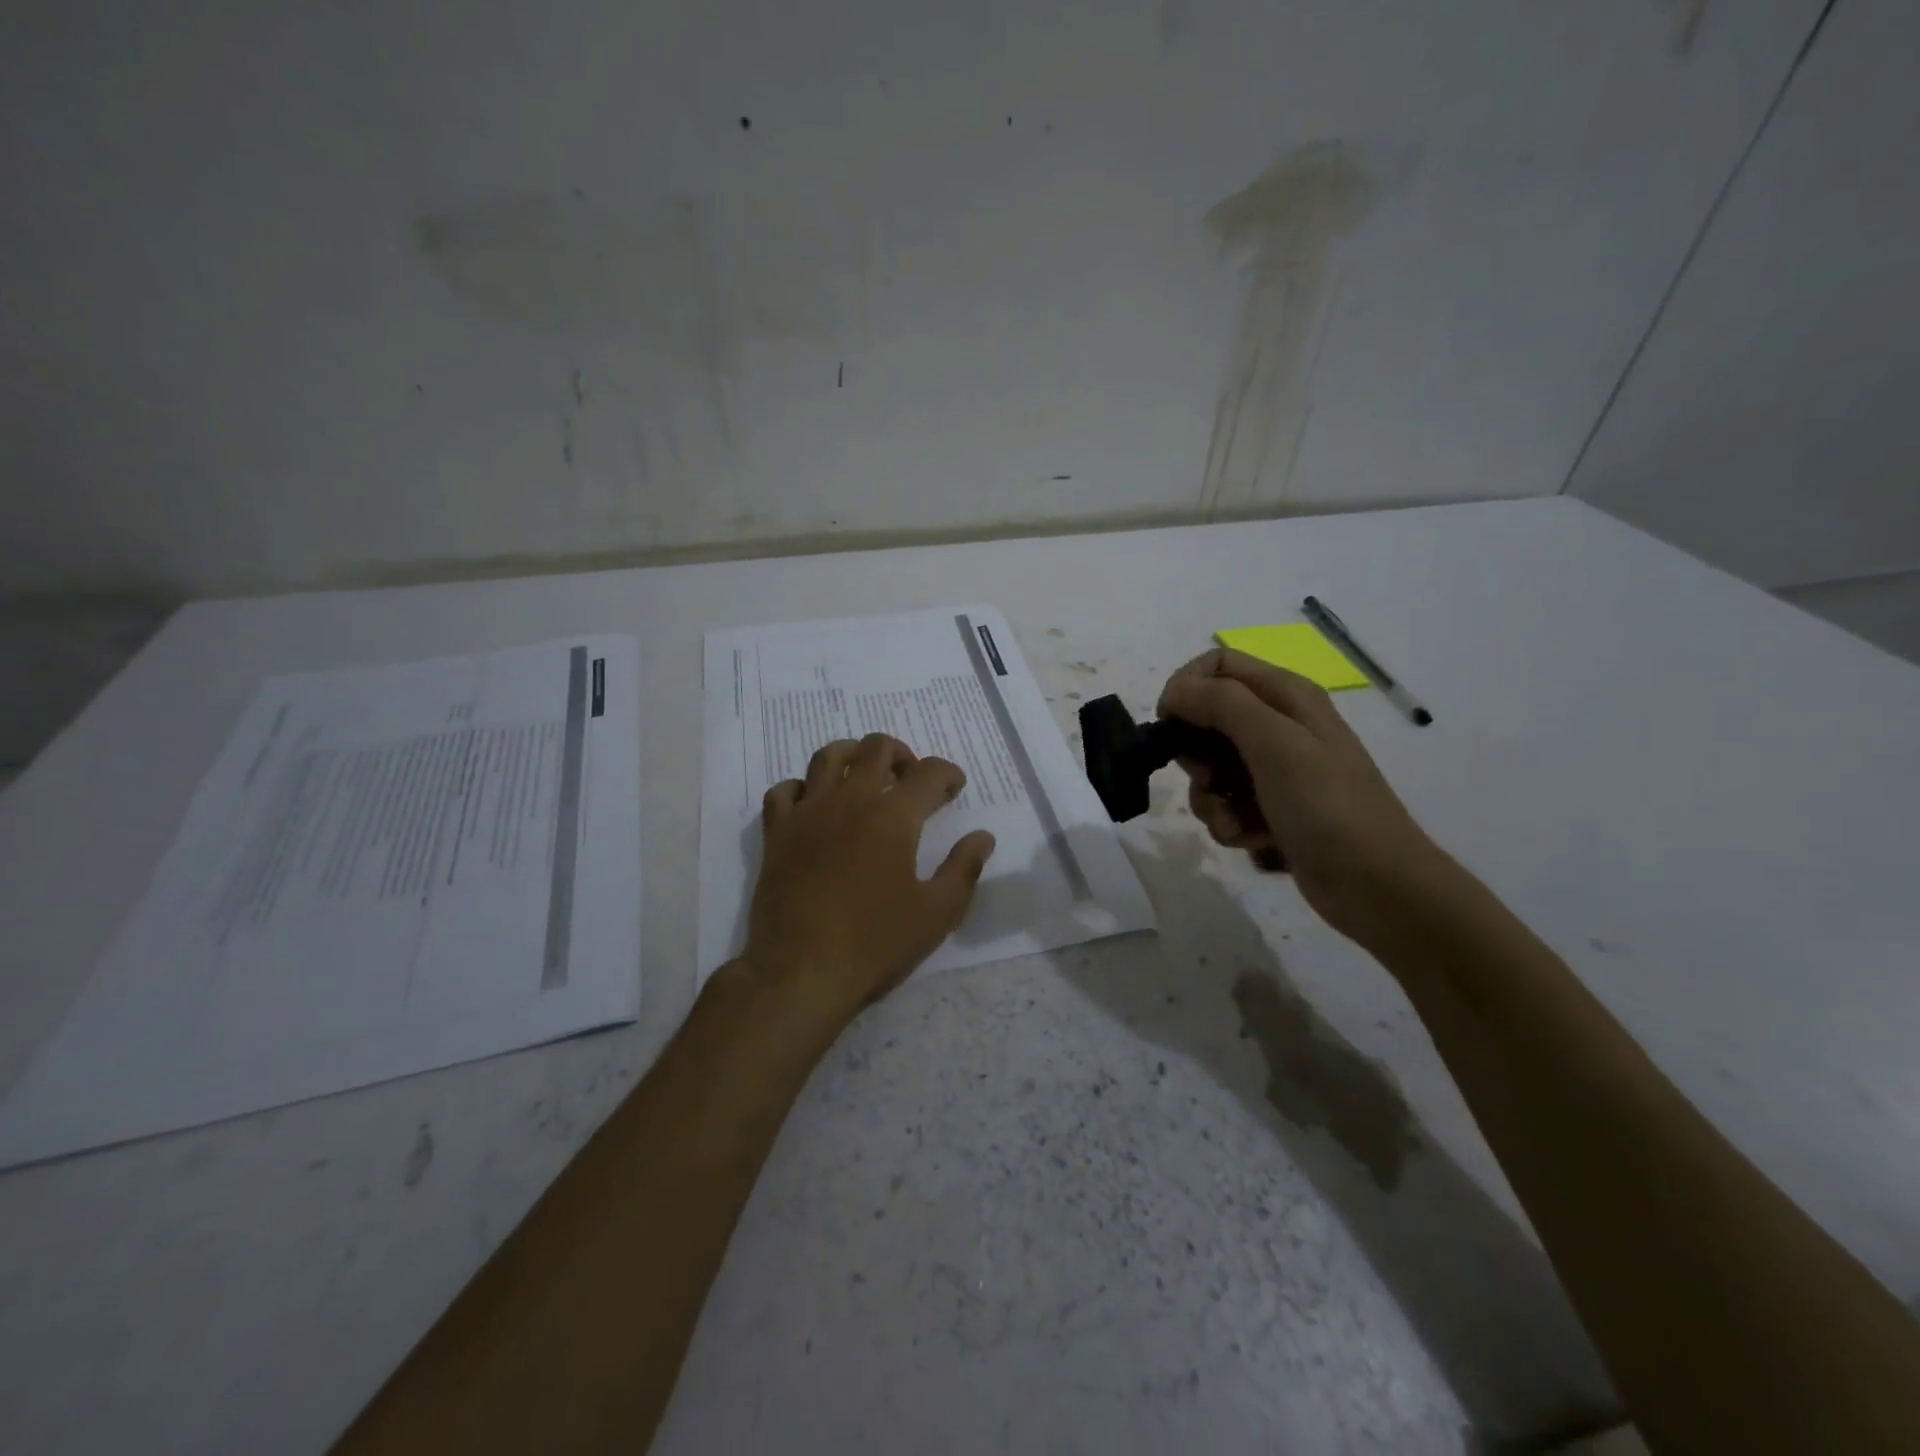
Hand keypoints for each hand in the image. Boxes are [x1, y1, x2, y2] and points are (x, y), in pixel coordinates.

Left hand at [743, 733, 996, 1028]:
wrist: (801, 971)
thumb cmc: (875, 943)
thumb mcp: (937, 913)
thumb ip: (964, 869)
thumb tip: (982, 837)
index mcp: (894, 816)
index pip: (929, 772)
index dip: (948, 774)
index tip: (954, 789)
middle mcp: (851, 799)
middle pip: (877, 747)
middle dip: (902, 755)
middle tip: (910, 779)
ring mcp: (809, 812)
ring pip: (828, 756)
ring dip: (853, 756)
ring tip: (864, 776)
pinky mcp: (777, 832)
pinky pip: (784, 790)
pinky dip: (802, 788)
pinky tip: (813, 805)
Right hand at [1158, 648, 1447, 943]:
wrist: (1378, 886)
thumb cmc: (1328, 807)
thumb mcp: (1275, 744)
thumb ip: (1222, 704)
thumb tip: (1175, 691)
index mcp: (1286, 695)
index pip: (1217, 664)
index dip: (1186, 689)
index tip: (1170, 726)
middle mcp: (1279, 725)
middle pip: (1206, 719)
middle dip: (1195, 754)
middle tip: (1210, 778)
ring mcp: (1275, 770)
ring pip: (1209, 769)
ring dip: (1210, 799)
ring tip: (1238, 821)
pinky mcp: (1270, 809)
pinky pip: (1225, 806)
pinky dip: (1229, 824)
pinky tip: (1253, 840)